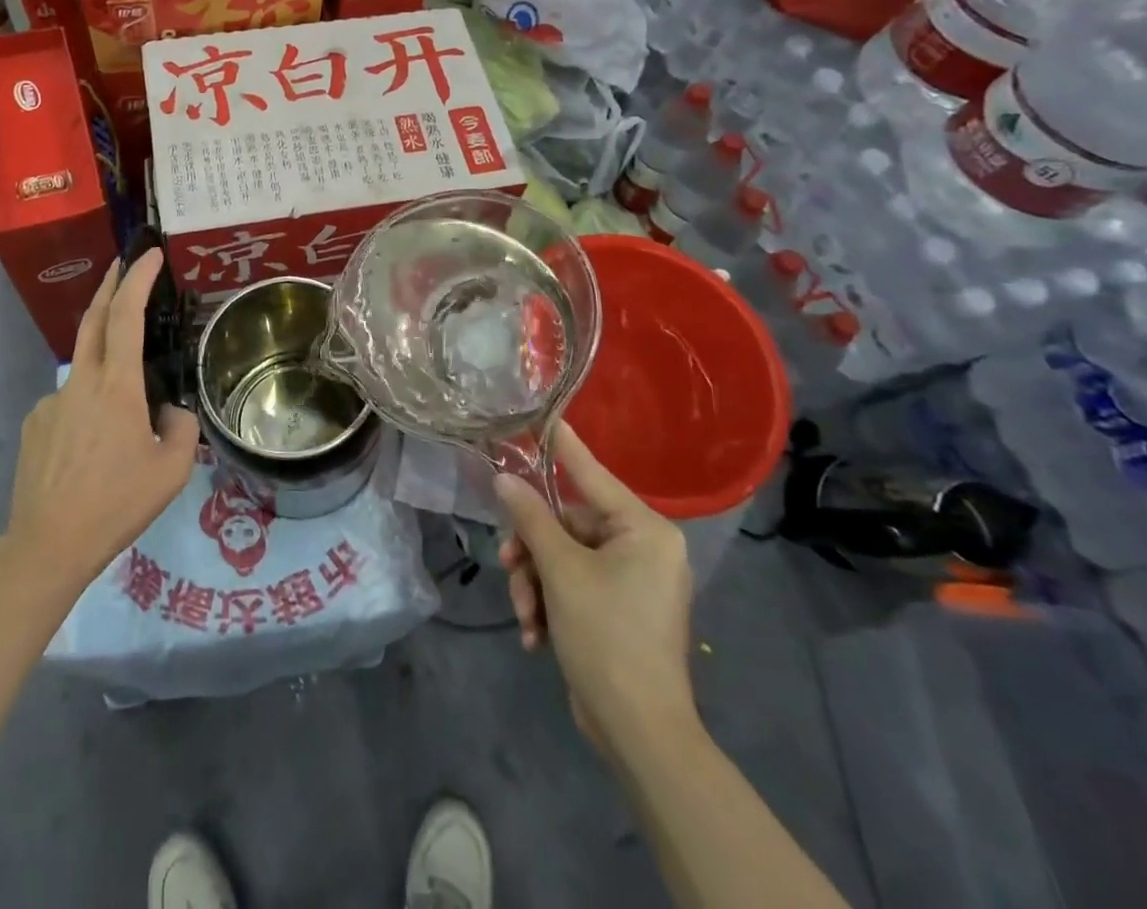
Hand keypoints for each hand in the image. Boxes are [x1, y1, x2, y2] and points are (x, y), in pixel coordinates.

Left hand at [4, 250, 199, 594]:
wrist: (47, 544)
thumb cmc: (116, 503)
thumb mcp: (171, 470)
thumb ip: (180, 427)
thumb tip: (167, 411)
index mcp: (115, 386)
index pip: (126, 316)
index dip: (137, 279)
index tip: (148, 255)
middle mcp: (80, 382)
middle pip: (94, 318)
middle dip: (110, 284)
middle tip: (123, 264)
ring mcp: (51, 402)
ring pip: (84, 368)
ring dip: (105, 362)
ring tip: (125, 413)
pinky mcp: (34, 424)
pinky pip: (69, 403)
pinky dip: (87, 407)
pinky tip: (93, 447)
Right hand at [495, 430, 696, 757]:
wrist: (639, 732)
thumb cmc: (607, 636)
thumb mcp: (560, 571)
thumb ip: (530, 517)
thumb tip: (504, 478)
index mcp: (643, 528)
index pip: (589, 471)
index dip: (559, 444)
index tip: (536, 413)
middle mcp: (642, 546)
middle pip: (567, 522)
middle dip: (533, 549)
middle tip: (507, 564)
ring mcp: (632, 579)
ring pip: (563, 556)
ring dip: (536, 582)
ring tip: (524, 614)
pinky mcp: (618, 607)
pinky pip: (573, 584)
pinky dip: (550, 603)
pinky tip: (535, 634)